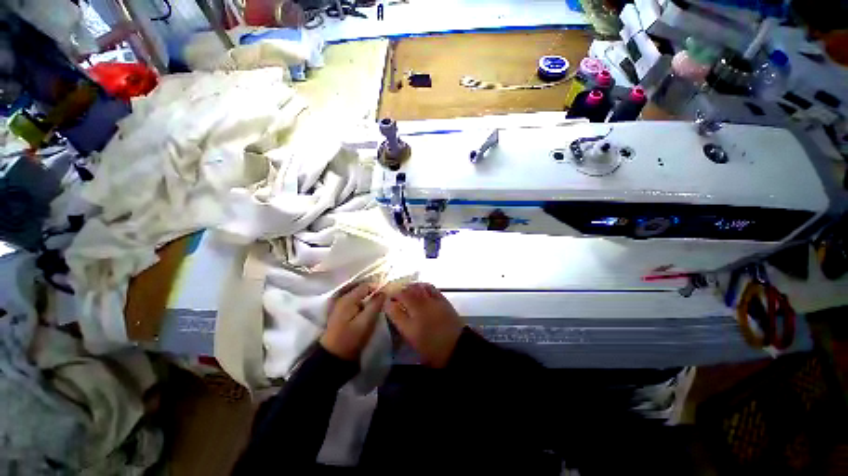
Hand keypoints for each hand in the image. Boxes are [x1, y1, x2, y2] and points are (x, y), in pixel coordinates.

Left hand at [320, 282, 386, 360]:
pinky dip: (364, 303)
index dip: (378, 287)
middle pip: (362, 289)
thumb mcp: (366, 321)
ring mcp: (341, 305)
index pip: (366, 285)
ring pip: (359, 296)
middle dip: (374, 292)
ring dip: (369, 298)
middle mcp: (343, 298)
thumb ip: (375, 304)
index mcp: (348, 299)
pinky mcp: (342, 313)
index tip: (388, 294)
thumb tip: (383, 291)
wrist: (333, 357)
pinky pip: (356, 302)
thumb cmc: (351, 338)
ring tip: (380, 304)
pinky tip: (370, 309)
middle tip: (386, 298)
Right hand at [385, 283, 463, 367]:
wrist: (457, 346)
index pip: (399, 295)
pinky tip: (420, 290)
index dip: (391, 296)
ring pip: (419, 286)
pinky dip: (422, 286)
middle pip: (408, 289)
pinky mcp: (443, 299)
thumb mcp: (410, 335)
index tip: (386, 301)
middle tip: (394, 297)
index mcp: (414, 309)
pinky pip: (430, 287)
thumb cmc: (431, 345)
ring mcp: (434, 298)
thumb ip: (398, 317)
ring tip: (405, 292)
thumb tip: (388, 303)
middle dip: (399, 290)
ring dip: (410, 287)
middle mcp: (423, 300)